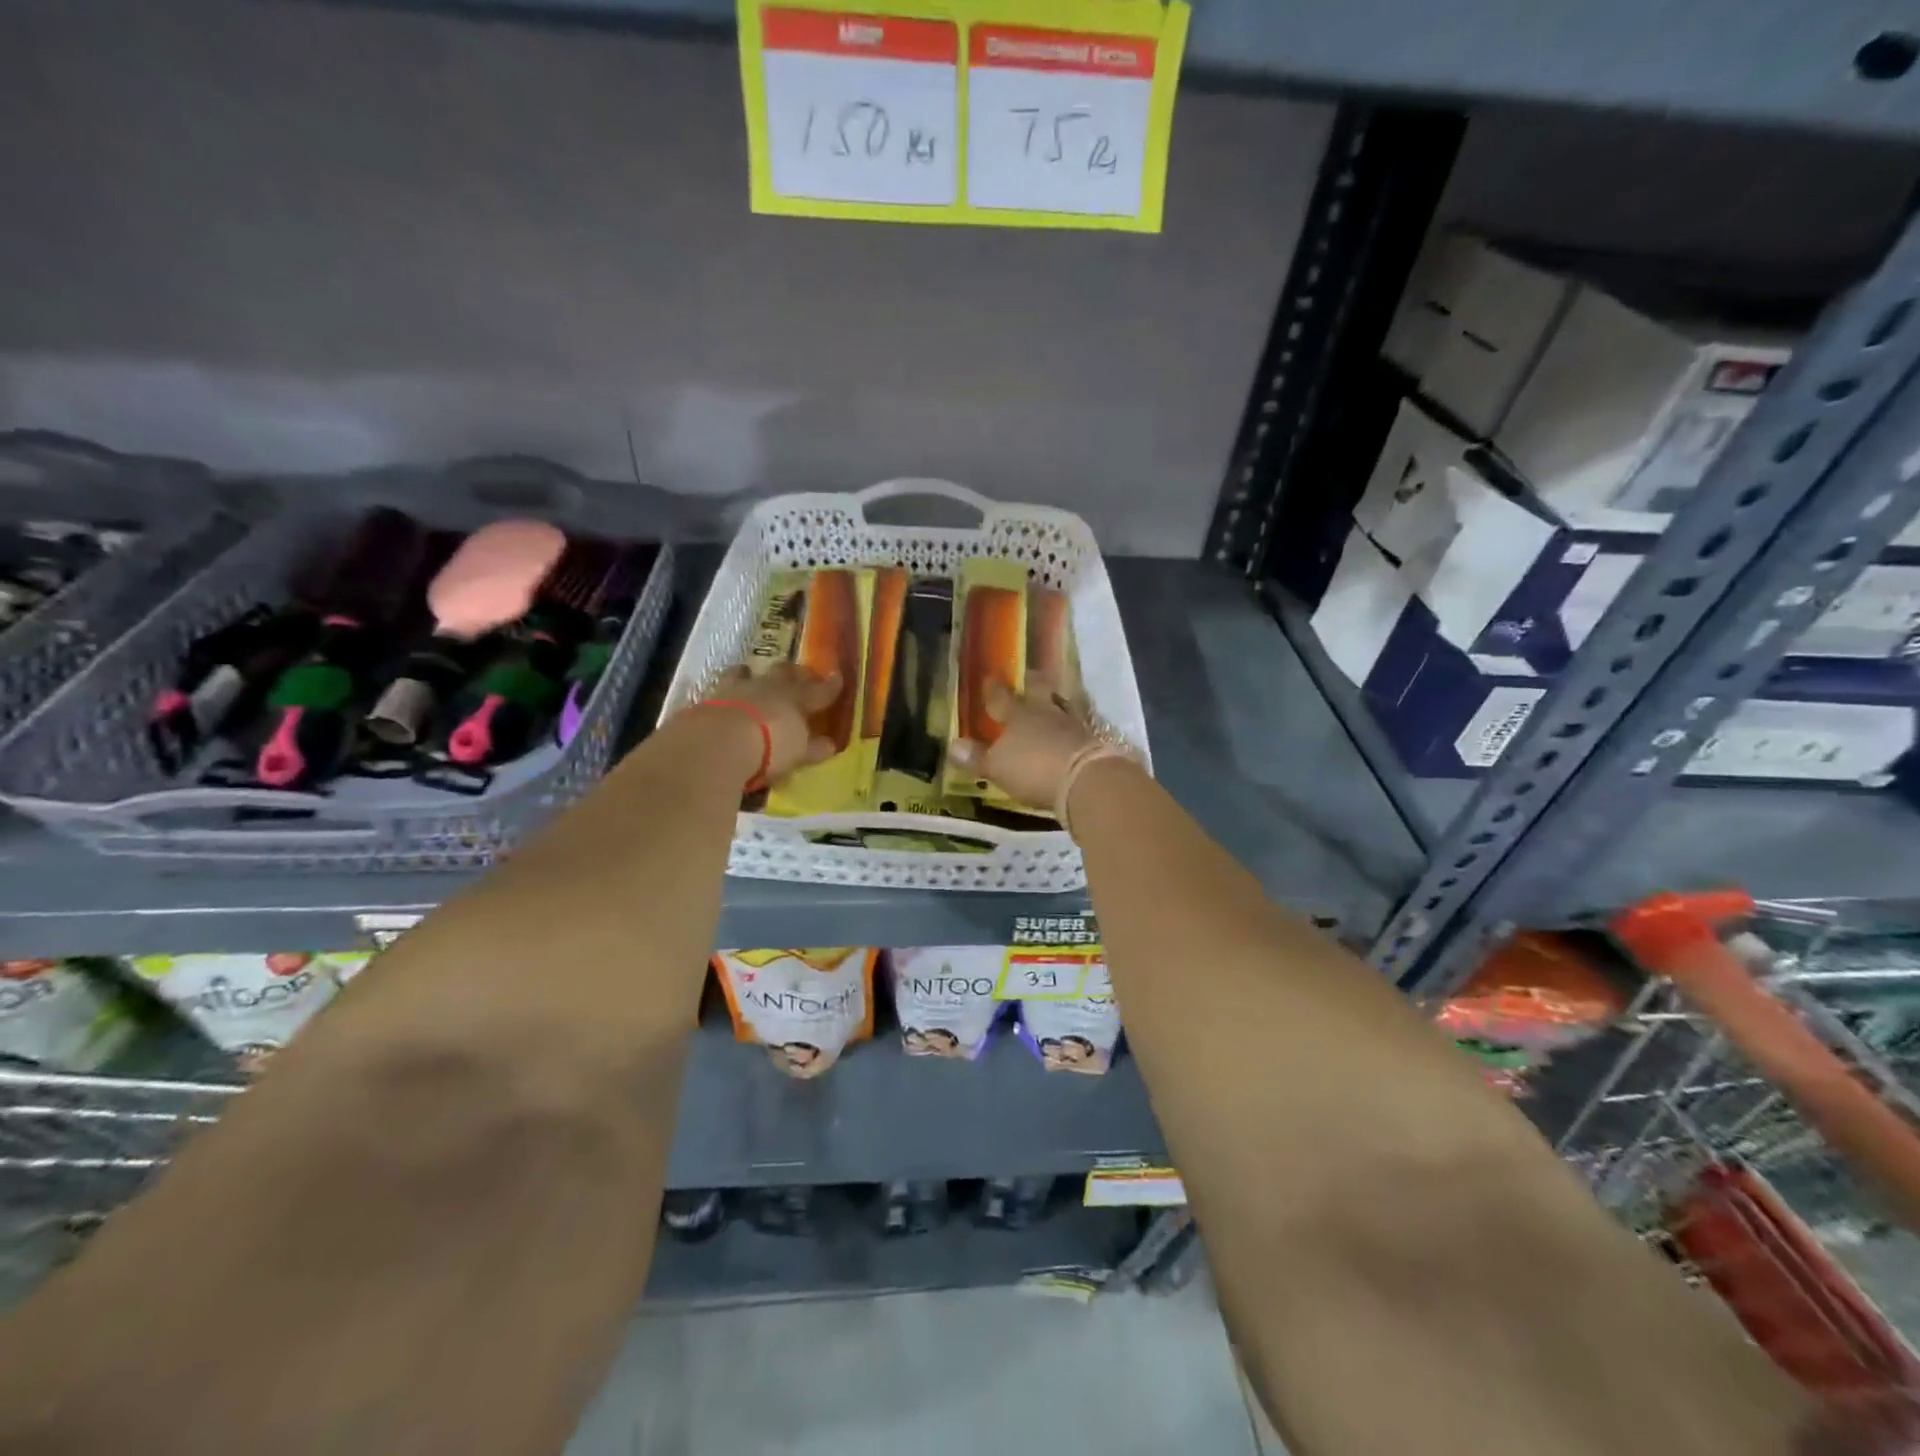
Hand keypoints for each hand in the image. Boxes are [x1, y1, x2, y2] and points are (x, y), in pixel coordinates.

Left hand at [696, 663, 841, 786]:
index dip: (829, 686)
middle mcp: (766, 687)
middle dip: (791, 673)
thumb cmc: (769, 747)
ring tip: (749, 674)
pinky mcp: (706, 700)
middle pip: (782, 673)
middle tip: (796, 675)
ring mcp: (734, 689)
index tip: (837, 678)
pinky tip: (721, 697)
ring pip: (745, 673)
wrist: (717, 742)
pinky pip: (718, 689)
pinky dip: (723, 692)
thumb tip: (829, 744)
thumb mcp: (797, 752)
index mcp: (794, 697)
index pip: (817, 690)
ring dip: (750, 674)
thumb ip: (812, 747)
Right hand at [949, 676, 1101, 811]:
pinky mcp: (1093, 741)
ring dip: (1055, 703)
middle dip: (1032, 683)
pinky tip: (1071, 732)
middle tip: (1029, 675)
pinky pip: (1078, 727)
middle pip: (1038, 691)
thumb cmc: (1034, 769)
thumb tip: (953, 745)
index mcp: (1018, 714)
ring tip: (1052, 701)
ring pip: (1061, 705)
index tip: (990, 678)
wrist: (1087, 780)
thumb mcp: (997, 767)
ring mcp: (1072, 724)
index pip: (1001, 698)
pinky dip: (1071, 728)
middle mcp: (1046, 712)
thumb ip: (977, 757)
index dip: (993, 690)